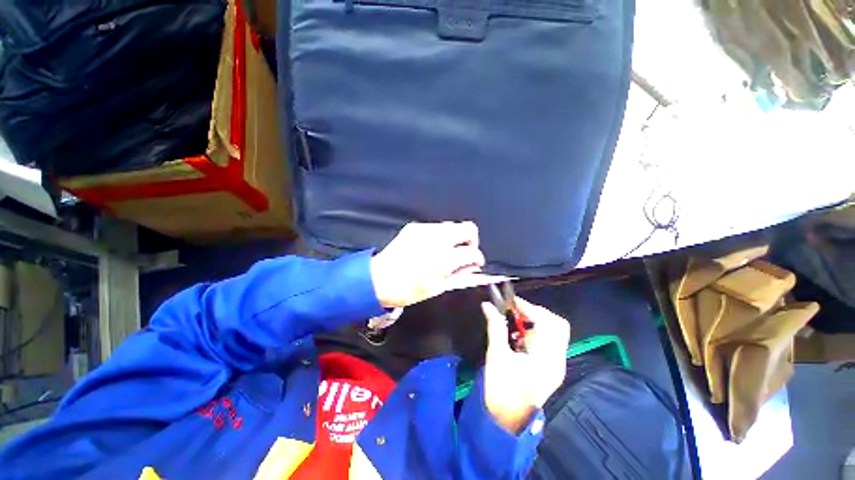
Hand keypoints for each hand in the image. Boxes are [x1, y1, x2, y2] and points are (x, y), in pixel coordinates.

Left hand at [370, 221, 484, 307]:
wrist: (378, 279)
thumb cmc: (408, 289)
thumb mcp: (438, 287)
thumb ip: (460, 275)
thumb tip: (473, 267)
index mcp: (444, 259)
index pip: (473, 252)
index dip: (478, 258)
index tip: (475, 263)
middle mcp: (437, 239)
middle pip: (468, 228)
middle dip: (471, 240)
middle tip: (465, 252)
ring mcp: (425, 230)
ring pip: (452, 225)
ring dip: (455, 237)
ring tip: (448, 250)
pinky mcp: (414, 227)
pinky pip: (435, 226)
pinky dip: (439, 235)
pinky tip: (431, 246)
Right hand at [481, 298, 569, 433]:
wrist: (506, 420)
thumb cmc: (501, 388)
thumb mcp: (496, 355)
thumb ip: (495, 327)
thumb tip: (487, 305)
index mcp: (547, 358)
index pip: (547, 323)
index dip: (530, 308)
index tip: (512, 302)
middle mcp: (557, 360)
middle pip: (557, 325)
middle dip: (537, 313)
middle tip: (516, 311)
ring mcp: (556, 365)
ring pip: (554, 333)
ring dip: (536, 322)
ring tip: (516, 322)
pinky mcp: (550, 368)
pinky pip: (548, 342)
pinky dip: (536, 333)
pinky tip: (519, 336)